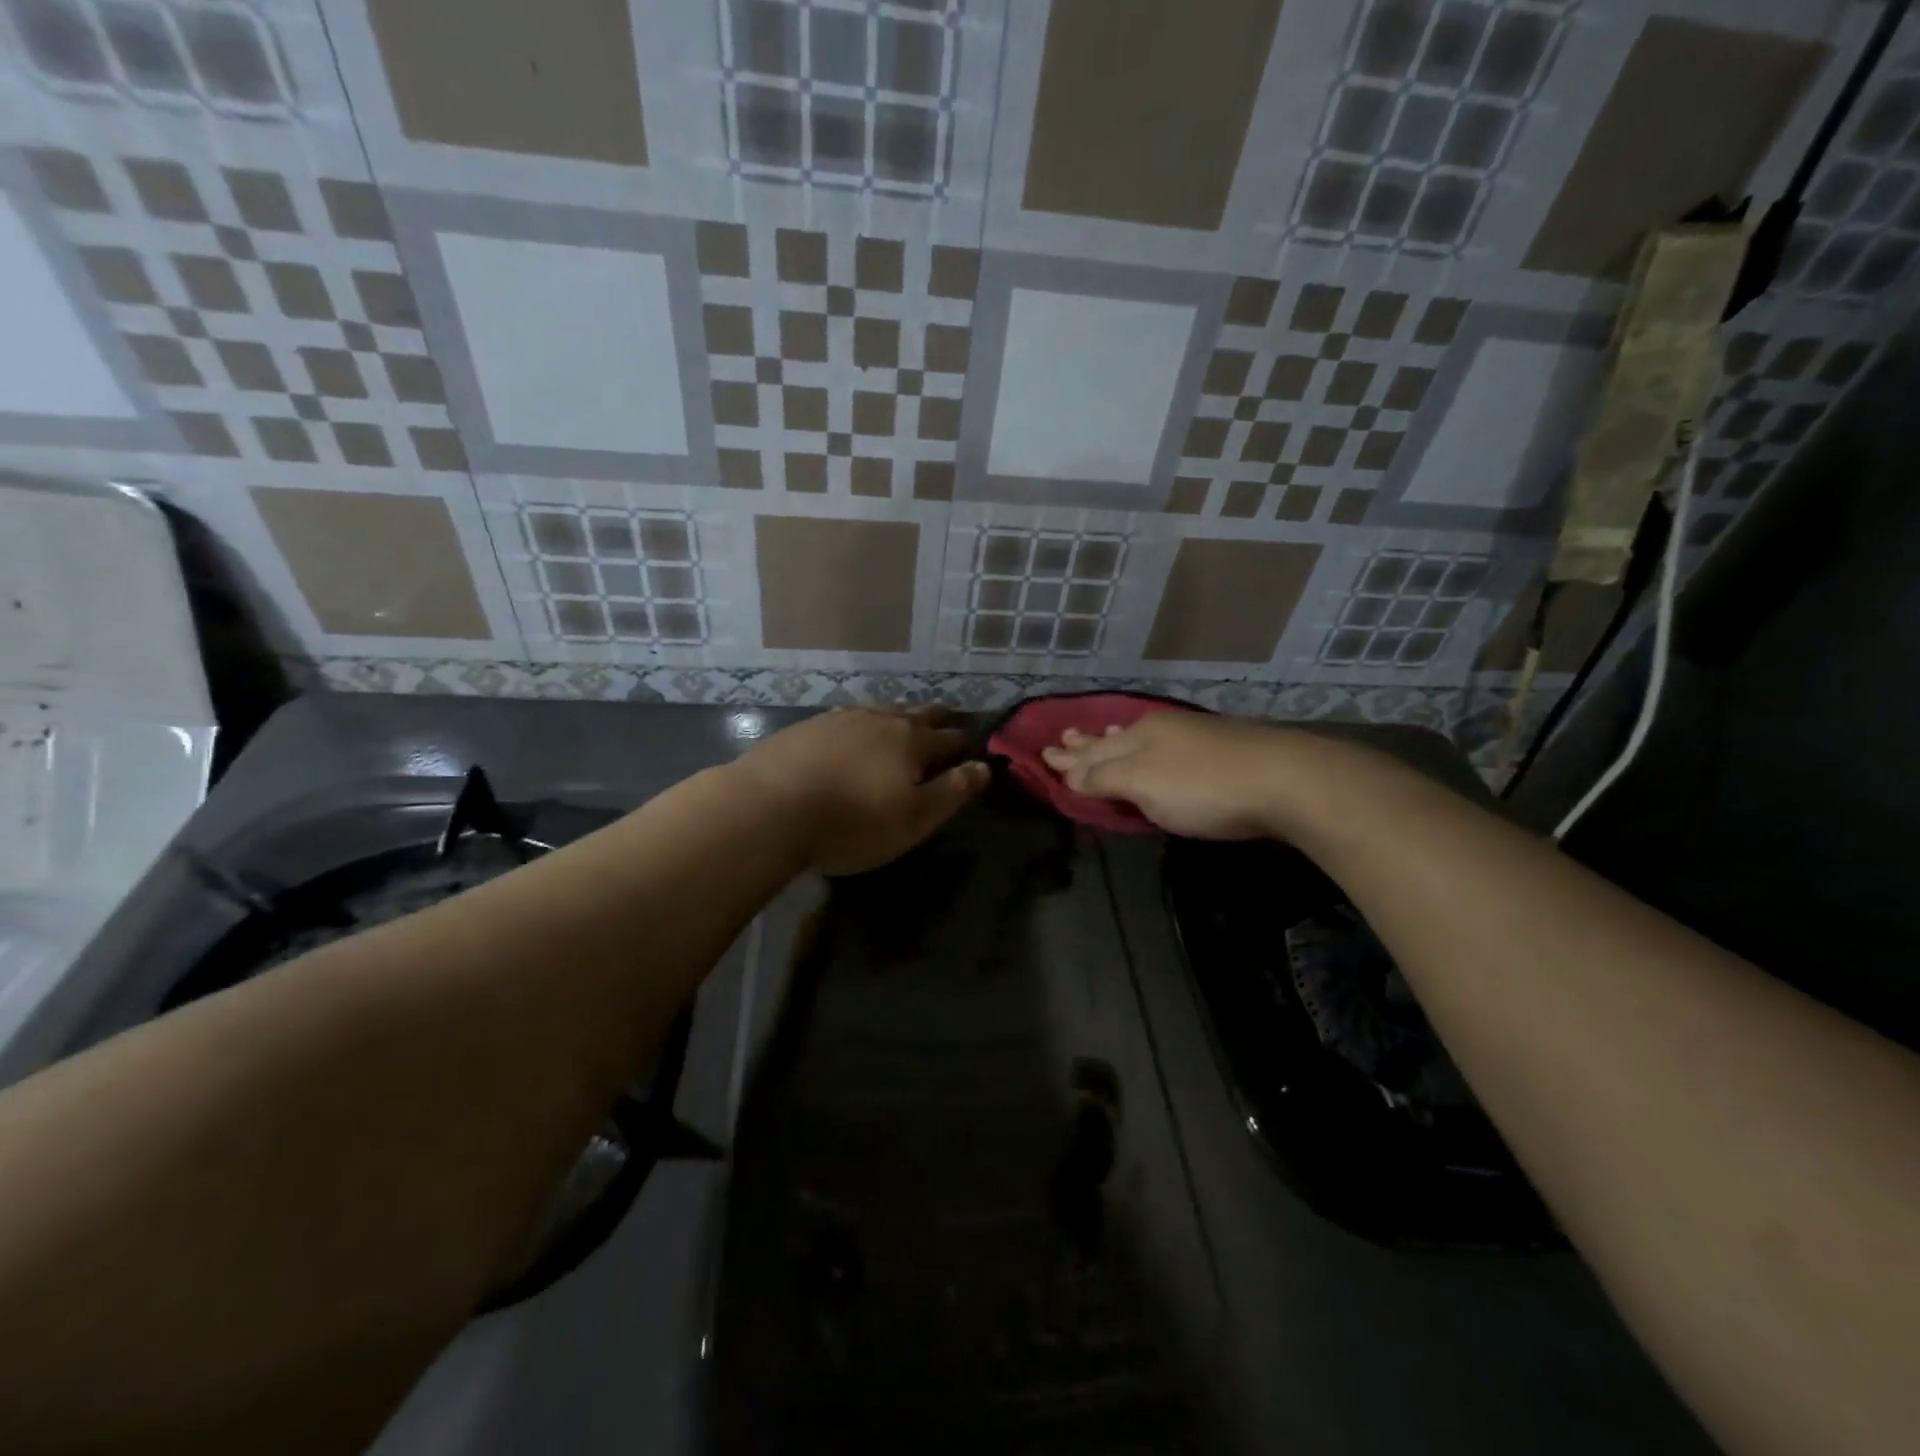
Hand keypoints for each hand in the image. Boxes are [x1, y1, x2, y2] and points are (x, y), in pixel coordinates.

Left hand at [737, 707, 989, 876]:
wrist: (768, 807)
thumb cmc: (851, 821)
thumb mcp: (913, 818)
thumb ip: (952, 791)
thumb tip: (984, 767)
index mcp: (911, 741)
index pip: (948, 739)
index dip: (963, 745)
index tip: (972, 746)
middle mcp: (879, 720)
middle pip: (916, 715)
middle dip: (935, 720)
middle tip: (945, 722)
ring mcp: (839, 720)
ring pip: (880, 712)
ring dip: (897, 717)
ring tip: (902, 722)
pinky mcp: (806, 728)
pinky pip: (846, 720)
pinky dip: (861, 726)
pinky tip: (851, 734)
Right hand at [1041, 712, 1304, 839]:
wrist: (1285, 780)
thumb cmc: (1203, 787)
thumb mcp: (1144, 785)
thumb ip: (1105, 778)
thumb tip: (1070, 773)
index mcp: (1139, 736)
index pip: (1093, 750)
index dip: (1069, 759)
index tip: (1042, 756)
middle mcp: (1161, 729)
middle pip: (1114, 739)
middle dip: (1086, 744)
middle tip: (1061, 739)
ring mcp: (1192, 735)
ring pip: (1141, 736)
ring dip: (1115, 739)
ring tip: (1099, 733)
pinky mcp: (1219, 747)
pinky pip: (1166, 741)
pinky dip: (1147, 744)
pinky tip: (1155, 742)